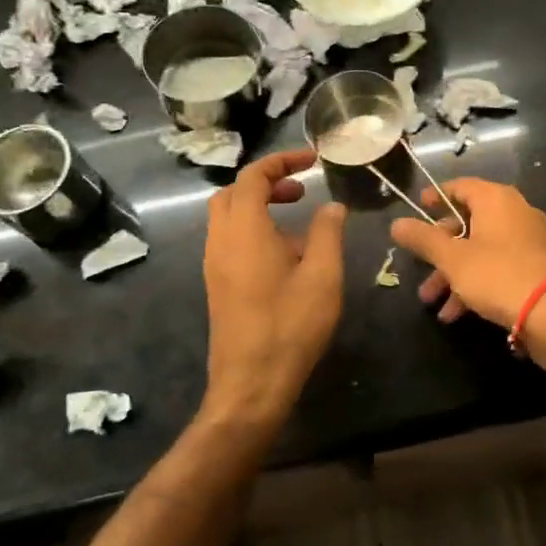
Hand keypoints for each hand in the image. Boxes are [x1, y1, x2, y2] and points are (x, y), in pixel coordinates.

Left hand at [202, 149, 346, 427]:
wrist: (251, 383)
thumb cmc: (290, 325)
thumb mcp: (323, 275)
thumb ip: (327, 233)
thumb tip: (331, 207)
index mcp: (244, 229)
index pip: (253, 176)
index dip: (282, 161)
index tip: (312, 162)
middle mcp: (220, 240)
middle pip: (233, 192)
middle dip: (267, 182)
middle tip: (301, 190)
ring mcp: (214, 264)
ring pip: (228, 217)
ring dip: (259, 207)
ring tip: (299, 222)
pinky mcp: (217, 285)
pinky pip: (230, 240)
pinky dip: (253, 230)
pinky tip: (286, 257)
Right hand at [389, 178, 545, 329]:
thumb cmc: (499, 275)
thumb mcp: (453, 259)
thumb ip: (423, 239)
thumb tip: (396, 223)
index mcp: (496, 200)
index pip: (460, 187)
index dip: (436, 197)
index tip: (417, 209)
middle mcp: (515, 213)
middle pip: (468, 223)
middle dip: (440, 251)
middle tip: (420, 271)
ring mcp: (529, 241)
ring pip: (481, 250)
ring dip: (454, 275)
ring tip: (434, 304)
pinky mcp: (537, 268)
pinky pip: (498, 268)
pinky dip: (476, 284)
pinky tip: (457, 314)